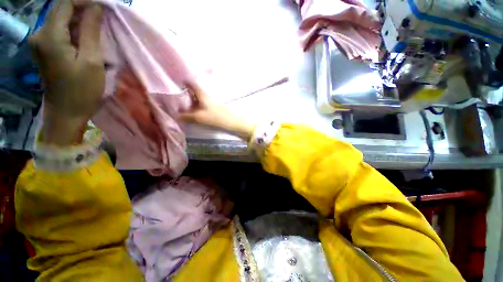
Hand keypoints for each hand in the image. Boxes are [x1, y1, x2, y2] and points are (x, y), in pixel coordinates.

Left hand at [29, 0, 103, 144]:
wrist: (67, 112)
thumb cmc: (82, 90)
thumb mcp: (91, 60)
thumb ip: (91, 31)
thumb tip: (96, 8)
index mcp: (49, 36)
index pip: (65, 3)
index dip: (84, 1)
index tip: (103, 7)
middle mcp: (39, 34)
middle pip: (61, 10)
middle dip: (82, 9)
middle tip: (103, 18)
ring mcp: (40, 42)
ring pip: (60, 19)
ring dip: (79, 20)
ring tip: (97, 29)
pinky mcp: (44, 49)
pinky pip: (59, 30)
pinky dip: (73, 29)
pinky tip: (85, 37)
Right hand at [180, 83, 255, 139]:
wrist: (232, 121)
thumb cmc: (216, 117)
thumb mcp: (199, 117)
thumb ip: (187, 117)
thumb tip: (176, 116)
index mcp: (202, 95)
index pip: (192, 84)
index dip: (184, 82)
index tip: (176, 81)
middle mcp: (207, 96)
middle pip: (194, 91)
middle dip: (185, 93)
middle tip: (175, 96)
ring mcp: (211, 102)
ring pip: (198, 98)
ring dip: (191, 100)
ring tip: (182, 105)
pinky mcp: (214, 107)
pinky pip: (202, 104)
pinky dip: (196, 106)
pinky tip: (193, 111)